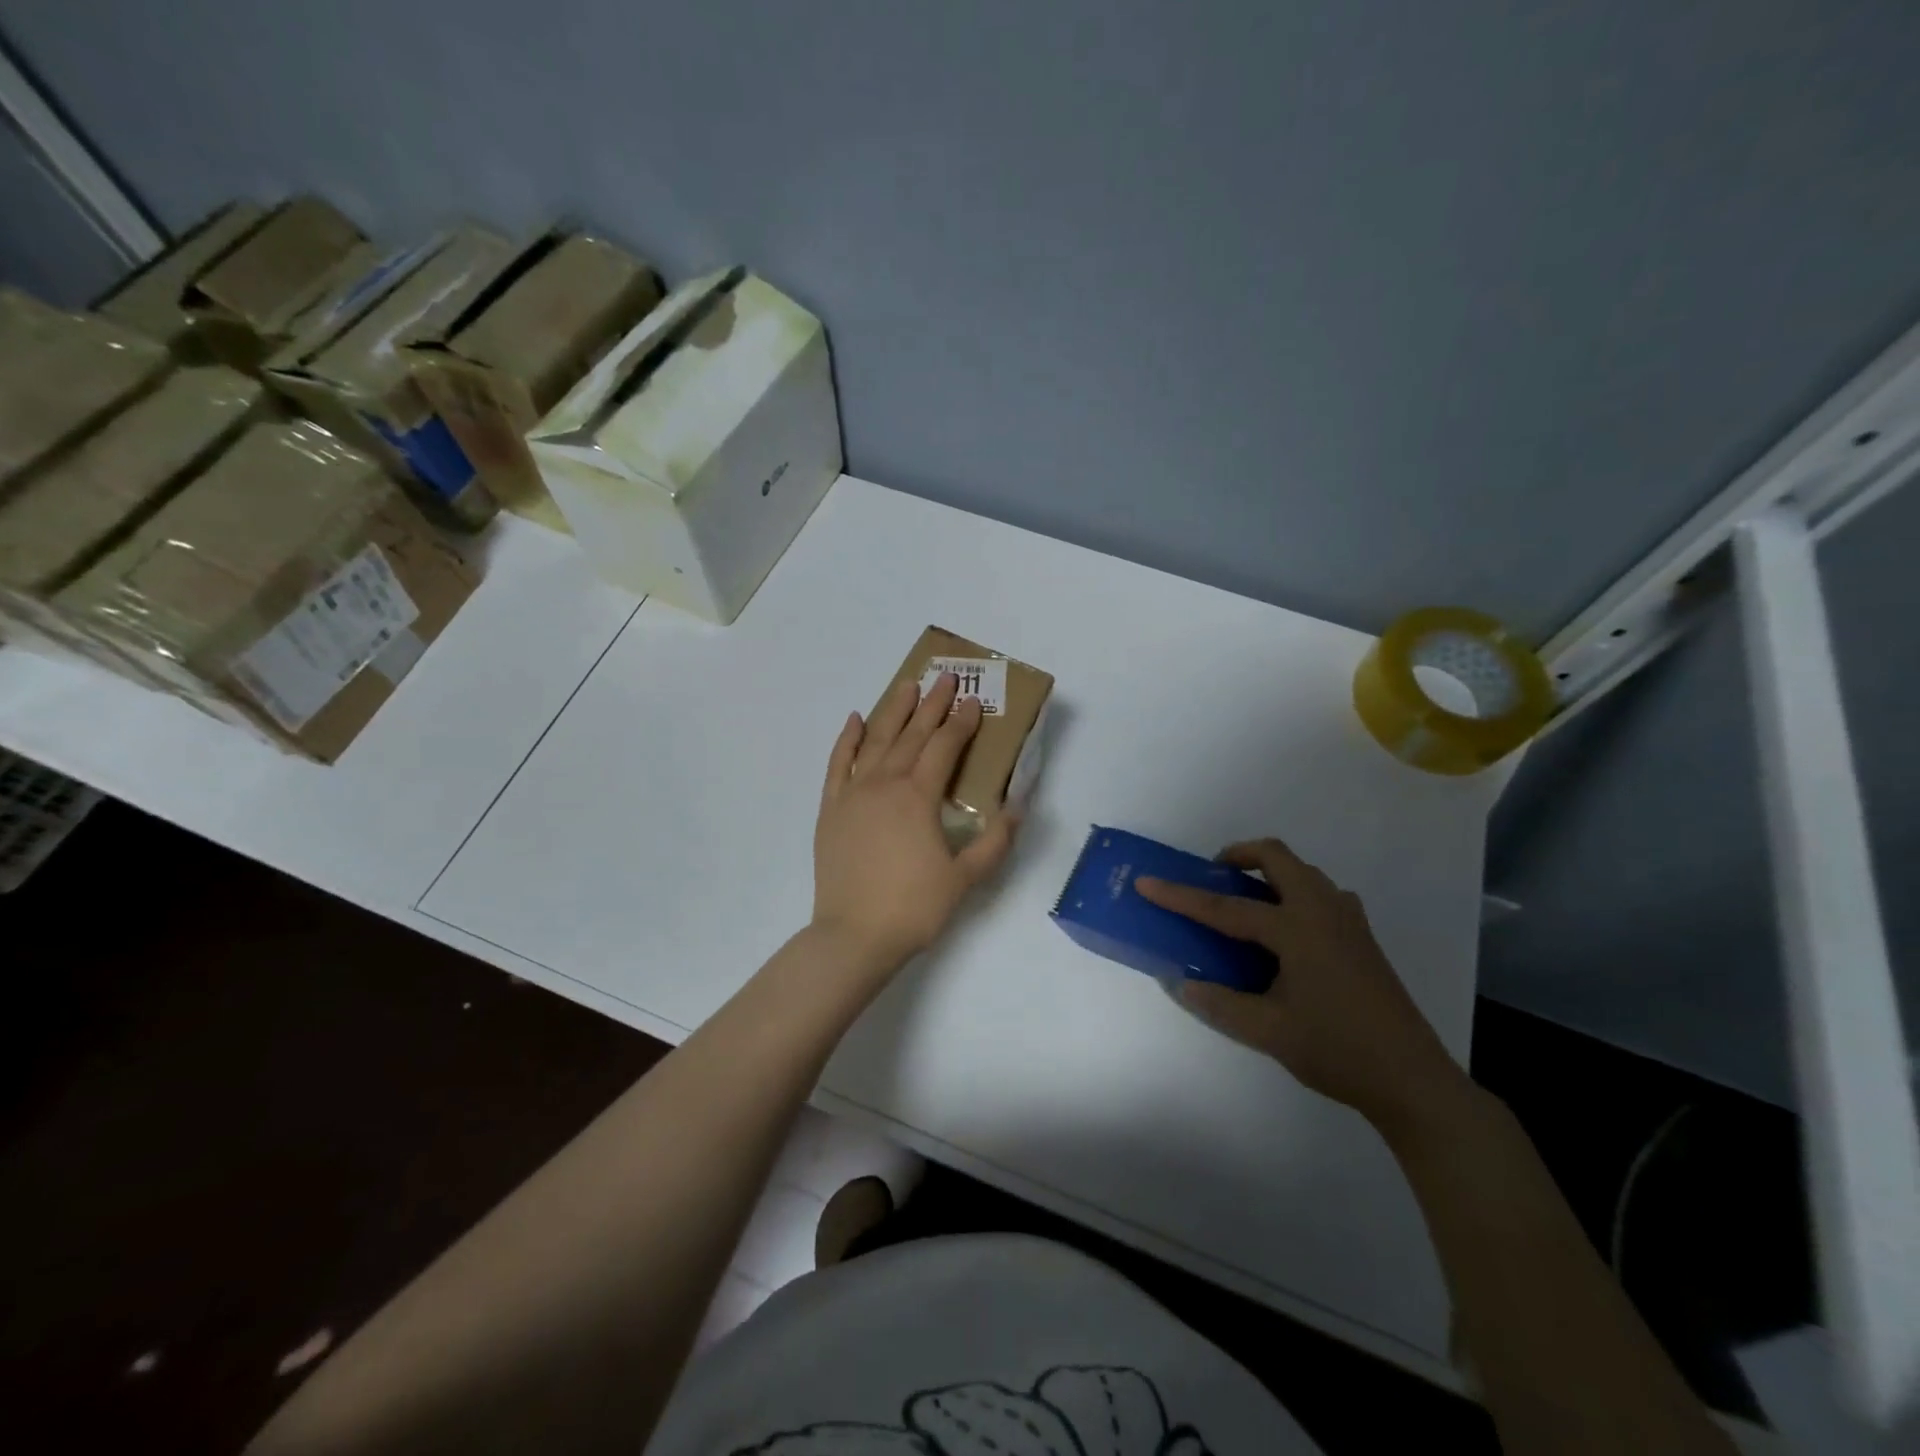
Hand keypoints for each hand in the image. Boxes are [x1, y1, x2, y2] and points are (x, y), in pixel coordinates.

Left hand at [811, 672, 1019, 977]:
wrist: (854, 936)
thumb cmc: (914, 907)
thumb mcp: (966, 878)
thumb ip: (995, 841)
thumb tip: (1018, 806)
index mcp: (918, 797)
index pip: (944, 748)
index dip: (962, 723)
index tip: (974, 702)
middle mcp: (885, 784)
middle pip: (912, 735)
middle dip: (932, 705)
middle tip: (946, 679)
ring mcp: (853, 794)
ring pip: (876, 741)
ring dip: (894, 711)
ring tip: (907, 685)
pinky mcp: (831, 809)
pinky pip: (838, 764)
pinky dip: (848, 740)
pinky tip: (856, 720)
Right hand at [1136, 838, 1470, 1134]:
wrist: (1412, 1079)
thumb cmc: (1337, 1050)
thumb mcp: (1268, 1032)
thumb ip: (1219, 1003)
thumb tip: (1181, 982)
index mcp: (1296, 929)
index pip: (1225, 908)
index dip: (1180, 897)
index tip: (1146, 882)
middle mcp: (1323, 911)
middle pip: (1276, 857)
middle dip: (1238, 855)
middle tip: (1213, 877)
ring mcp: (1348, 920)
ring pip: (1302, 872)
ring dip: (1268, 874)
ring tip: (1245, 905)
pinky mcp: (1361, 936)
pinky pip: (1320, 893)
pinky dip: (1293, 894)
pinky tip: (1285, 935)